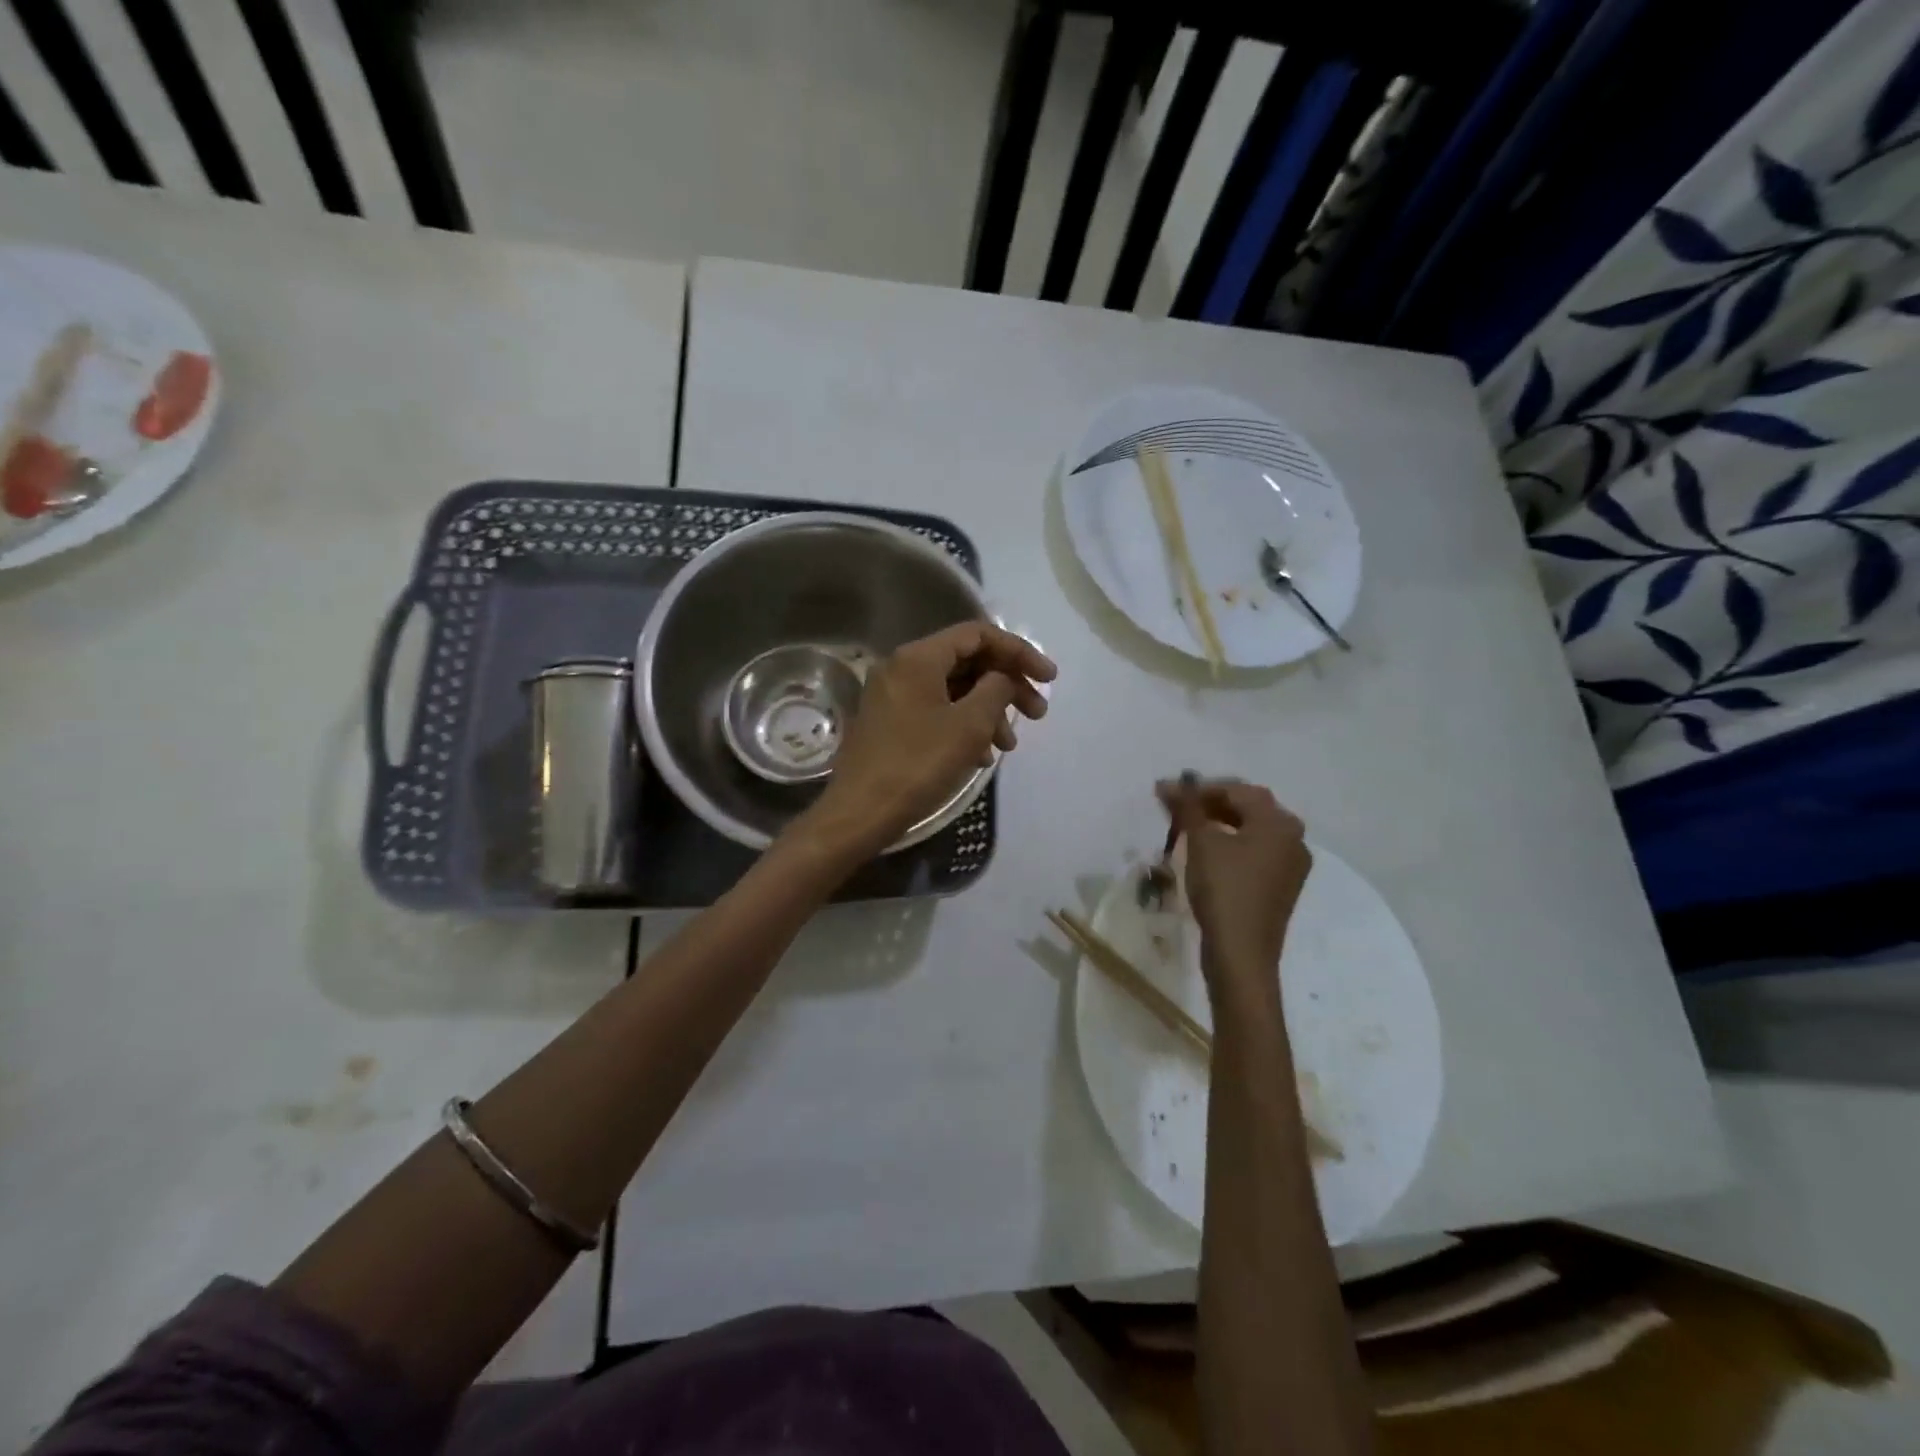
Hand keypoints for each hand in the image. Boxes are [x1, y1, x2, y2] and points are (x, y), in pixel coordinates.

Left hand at [804, 623, 1055, 858]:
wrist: (859, 813)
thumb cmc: (917, 765)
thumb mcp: (969, 725)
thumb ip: (997, 690)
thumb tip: (1003, 678)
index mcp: (918, 657)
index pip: (978, 634)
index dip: (1019, 652)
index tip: (1049, 679)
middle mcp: (903, 667)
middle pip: (968, 661)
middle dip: (1007, 685)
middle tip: (1037, 714)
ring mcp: (894, 695)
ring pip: (954, 690)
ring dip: (988, 711)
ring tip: (1009, 746)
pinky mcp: (891, 722)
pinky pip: (937, 710)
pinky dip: (964, 725)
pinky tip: (982, 756)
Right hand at [1157, 778, 1311, 996]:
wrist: (1242, 953)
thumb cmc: (1224, 890)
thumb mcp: (1201, 843)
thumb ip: (1188, 807)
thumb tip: (1175, 783)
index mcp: (1280, 822)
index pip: (1236, 790)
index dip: (1198, 789)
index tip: (1165, 793)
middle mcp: (1293, 839)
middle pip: (1247, 808)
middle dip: (1208, 804)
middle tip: (1174, 807)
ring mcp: (1290, 865)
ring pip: (1250, 831)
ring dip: (1218, 824)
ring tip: (1184, 827)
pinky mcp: (1280, 887)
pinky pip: (1254, 853)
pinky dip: (1229, 845)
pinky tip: (1205, 852)